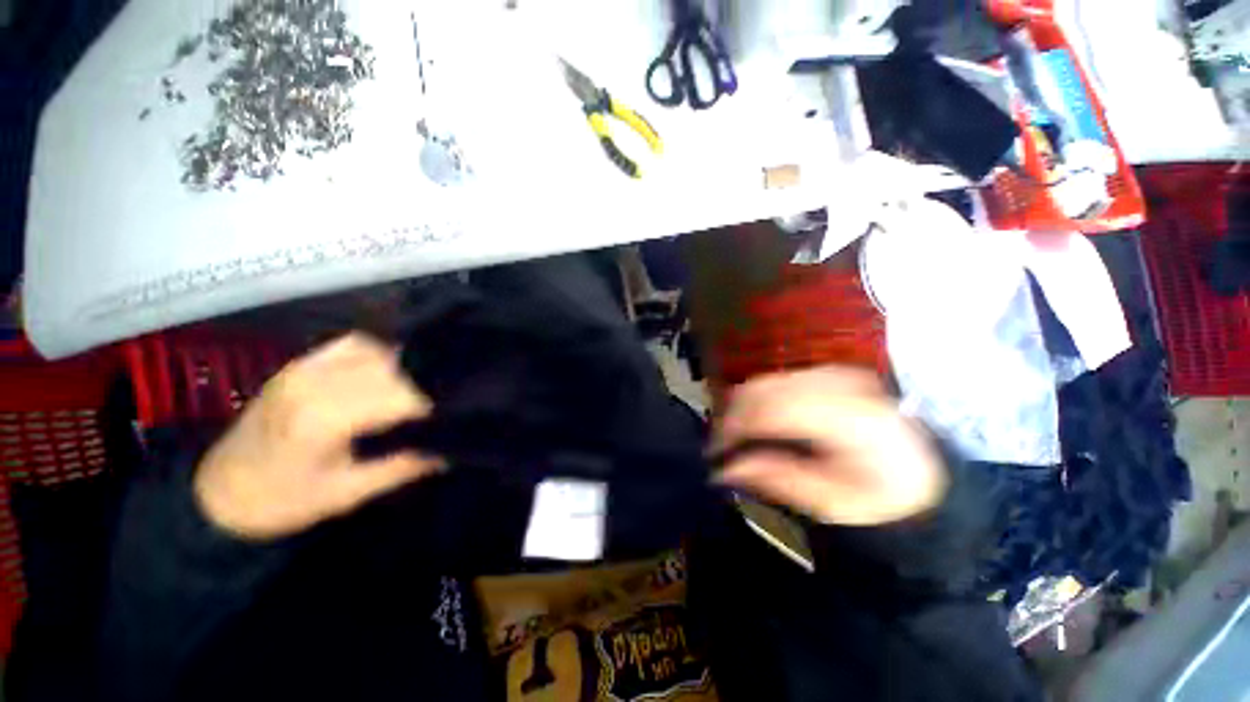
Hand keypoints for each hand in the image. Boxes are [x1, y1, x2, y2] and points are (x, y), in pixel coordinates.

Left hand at [194, 334, 443, 540]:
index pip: (401, 394)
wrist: (218, 493)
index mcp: (324, 417)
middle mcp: (316, 380)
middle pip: (394, 366)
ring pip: (379, 349)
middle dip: (432, 376)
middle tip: (458, 390)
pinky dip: (386, 350)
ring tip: (437, 375)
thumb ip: (404, 466)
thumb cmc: (282, 503)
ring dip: (413, 361)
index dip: (438, 398)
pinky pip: (355, 343)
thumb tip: (454, 449)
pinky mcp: (301, 362)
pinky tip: (401, 362)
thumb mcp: (347, 494)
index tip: (464, 406)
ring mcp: (306, 366)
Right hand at [714, 367, 946, 526]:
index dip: (735, 427)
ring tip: (733, 436)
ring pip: (765, 381)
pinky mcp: (827, 372)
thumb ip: (777, 479)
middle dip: (731, 415)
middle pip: (763, 389)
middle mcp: (840, 385)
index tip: (714, 452)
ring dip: (740, 406)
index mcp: (849, 419)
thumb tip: (724, 468)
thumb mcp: (832, 503)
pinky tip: (752, 421)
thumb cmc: (881, 495)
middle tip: (719, 447)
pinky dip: (755, 399)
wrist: (921, 471)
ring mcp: (834, 373)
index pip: (773, 410)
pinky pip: (775, 380)